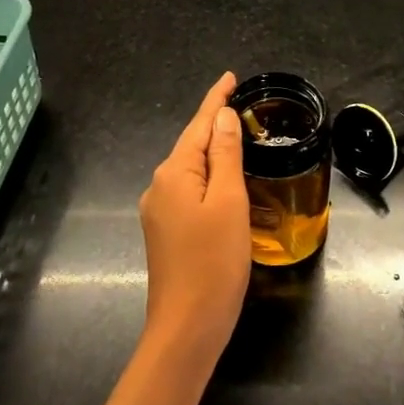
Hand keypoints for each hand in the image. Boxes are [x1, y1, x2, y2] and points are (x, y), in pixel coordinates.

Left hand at [137, 72, 250, 369]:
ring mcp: (158, 210)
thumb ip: (226, 155)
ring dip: (213, 153)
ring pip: (190, 169)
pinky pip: (189, 190)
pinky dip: (208, 178)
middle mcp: (159, 185)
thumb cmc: (214, 262)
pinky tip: (224, 182)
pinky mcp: (164, 232)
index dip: (215, 99)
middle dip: (215, 124)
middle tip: (244, 108)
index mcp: (174, 173)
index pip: (199, 124)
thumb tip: (222, 116)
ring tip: (240, 140)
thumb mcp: (229, 202)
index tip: (230, 77)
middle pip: (192, 144)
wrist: (187, 327)